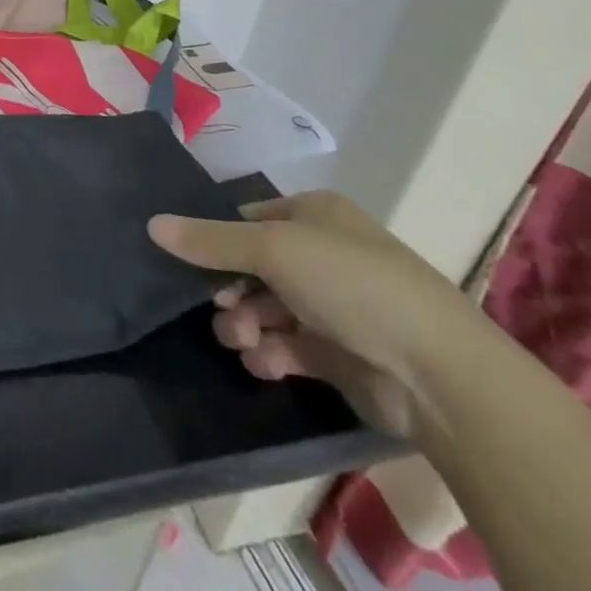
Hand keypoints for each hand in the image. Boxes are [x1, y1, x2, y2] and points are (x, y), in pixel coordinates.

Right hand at [148, 191, 487, 435]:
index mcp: (315, 216)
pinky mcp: (339, 354)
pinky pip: (286, 346)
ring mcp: (333, 306)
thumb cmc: (351, 285)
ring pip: (264, 308)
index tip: (191, 263)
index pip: (248, 220)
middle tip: (218, 308)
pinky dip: (269, 354)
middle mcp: (323, 255)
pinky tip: (265, 364)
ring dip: (244, 324)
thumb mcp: (271, 249)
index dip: (216, 240)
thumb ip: (208, 240)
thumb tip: (152, 224)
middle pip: (251, 267)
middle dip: (229, 290)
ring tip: (242, 342)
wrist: (438, 374)